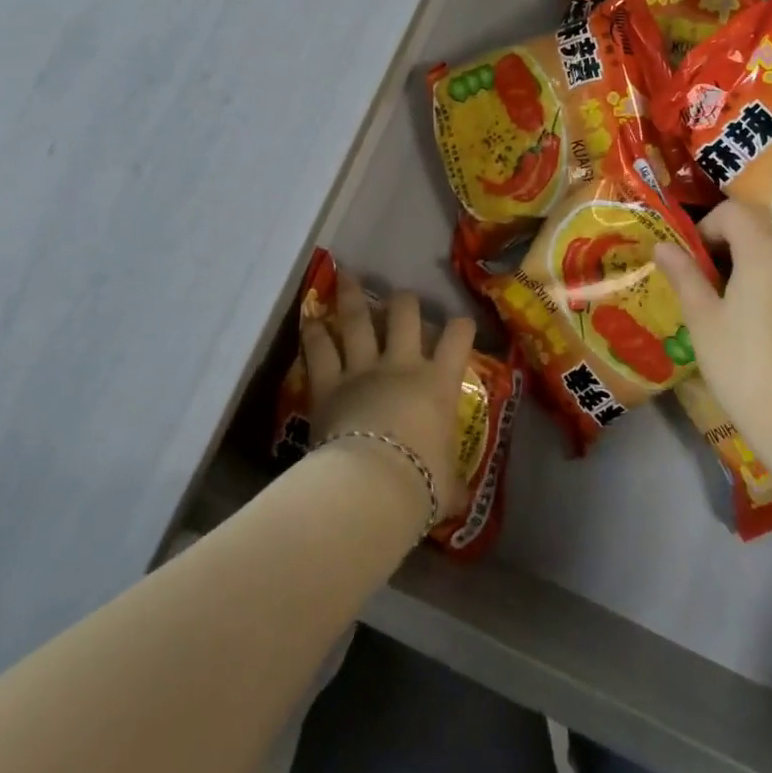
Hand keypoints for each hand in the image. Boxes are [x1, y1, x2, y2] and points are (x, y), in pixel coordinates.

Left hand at [300, 270, 476, 522]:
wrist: (372, 487)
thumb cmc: (419, 484)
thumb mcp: (447, 485)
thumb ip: (453, 483)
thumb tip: (461, 497)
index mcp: (437, 382)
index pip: (458, 338)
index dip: (462, 326)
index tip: (460, 326)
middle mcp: (402, 364)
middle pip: (404, 314)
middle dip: (404, 301)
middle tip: (401, 298)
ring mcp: (363, 368)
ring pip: (359, 319)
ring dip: (353, 296)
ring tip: (347, 275)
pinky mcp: (328, 382)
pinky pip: (320, 349)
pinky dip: (314, 332)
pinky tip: (309, 317)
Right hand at [654, 200, 771, 453]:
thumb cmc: (747, 367)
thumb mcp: (704, 321)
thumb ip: (685, 276)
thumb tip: (663, 245)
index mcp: (764, 252)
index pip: (733, 212)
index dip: (706, 227)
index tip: (691, 263)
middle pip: (759, 236)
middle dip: (728, 254)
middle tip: (705, 294)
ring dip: (754, 277)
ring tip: (735, 320)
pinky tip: (770, 343)